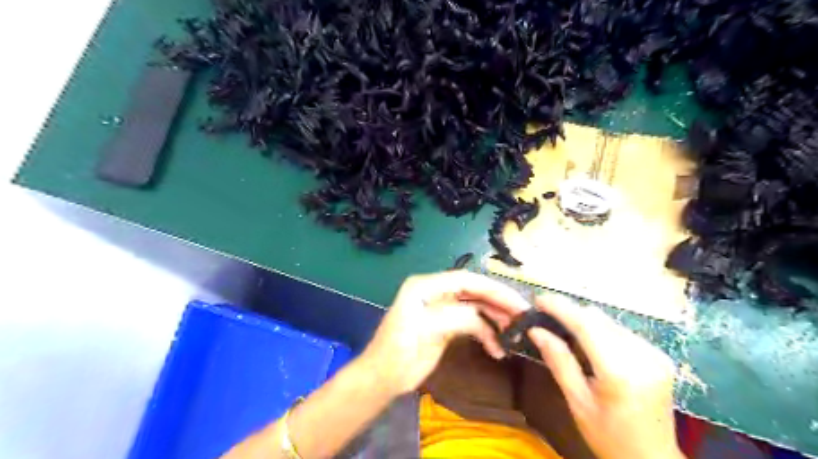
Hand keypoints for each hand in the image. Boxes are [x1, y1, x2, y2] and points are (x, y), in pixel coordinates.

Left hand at [359, 271, 531, 394]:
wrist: (382, 377)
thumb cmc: (396, 352)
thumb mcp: (424, 332)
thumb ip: (454, 319)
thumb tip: (482, 320)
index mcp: (425, 286)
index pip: (466, 280)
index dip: (493, 289)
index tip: (516, 303)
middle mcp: (435, 292)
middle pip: (474, 291)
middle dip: (498, 303)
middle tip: (522, 317)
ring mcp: (441, 308)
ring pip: (475, 307)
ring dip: (495, 320)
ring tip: (514, 334)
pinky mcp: (445, 325)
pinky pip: (472, 323)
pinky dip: (486, 334)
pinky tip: (497, 349)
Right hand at [524, 297, 684, 457]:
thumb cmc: (609, 437)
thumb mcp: (577, 402)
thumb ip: (558, 361)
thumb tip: (536, 331)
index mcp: (620, 372)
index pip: (586, 325)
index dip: (561, 308)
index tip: (539, 299)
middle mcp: (643, 356)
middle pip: (598, 318)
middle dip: (570, 313)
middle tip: (545, 317)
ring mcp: (655, 354)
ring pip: (609, 321)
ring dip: (585, 321)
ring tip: (564, 331)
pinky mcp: (659, 355)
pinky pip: (621, 331)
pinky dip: (601, 331)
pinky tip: (590, 344)